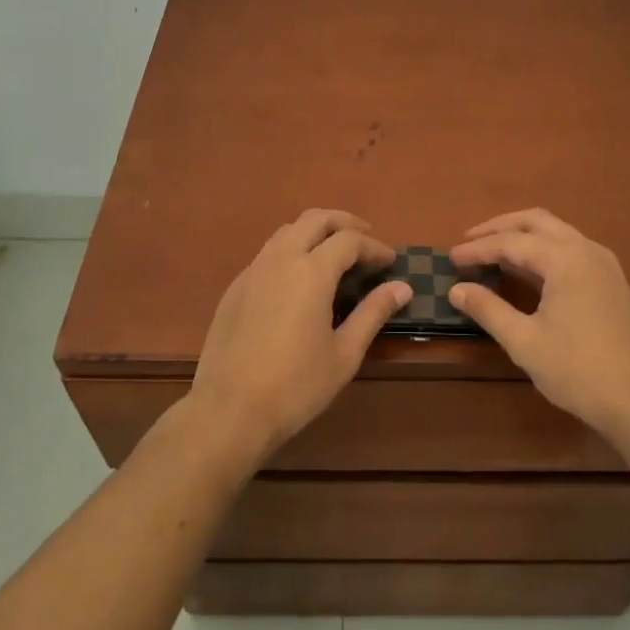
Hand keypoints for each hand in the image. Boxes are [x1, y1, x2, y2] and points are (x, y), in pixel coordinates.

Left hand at [187, 209, 409, 463]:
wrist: (228, 411)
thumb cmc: (295, 386)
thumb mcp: (345, 354)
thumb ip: (373, 313)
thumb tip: (402, 287)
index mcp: (311, 272)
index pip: (349, 240)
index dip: (374, 247)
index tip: (390, 261)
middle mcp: (281, 259)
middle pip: (315, 219)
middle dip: (344, 223)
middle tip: (365, 240)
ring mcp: (253, 270)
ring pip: (288, 231)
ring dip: (315, 232)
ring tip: (334, 254)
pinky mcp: (235, 287)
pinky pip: (268, 252)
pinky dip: (292, 250)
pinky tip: (299, 278)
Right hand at [450, 208, 629, 440]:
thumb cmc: (579, 371)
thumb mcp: (525, 342)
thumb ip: (488, 310)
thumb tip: (456, 289)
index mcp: (565, 259)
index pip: (511, 242)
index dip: (478, 249)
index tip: (451, 258)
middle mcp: (586, 249)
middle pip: (536, 221)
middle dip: (500, 227)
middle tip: (469, 240)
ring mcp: (604, 264)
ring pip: (556, 232)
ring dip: (523, 236)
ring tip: (494, 251)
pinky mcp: (612, 281)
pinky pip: (571, 248)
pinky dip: (543, 249)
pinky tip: (529, 271)